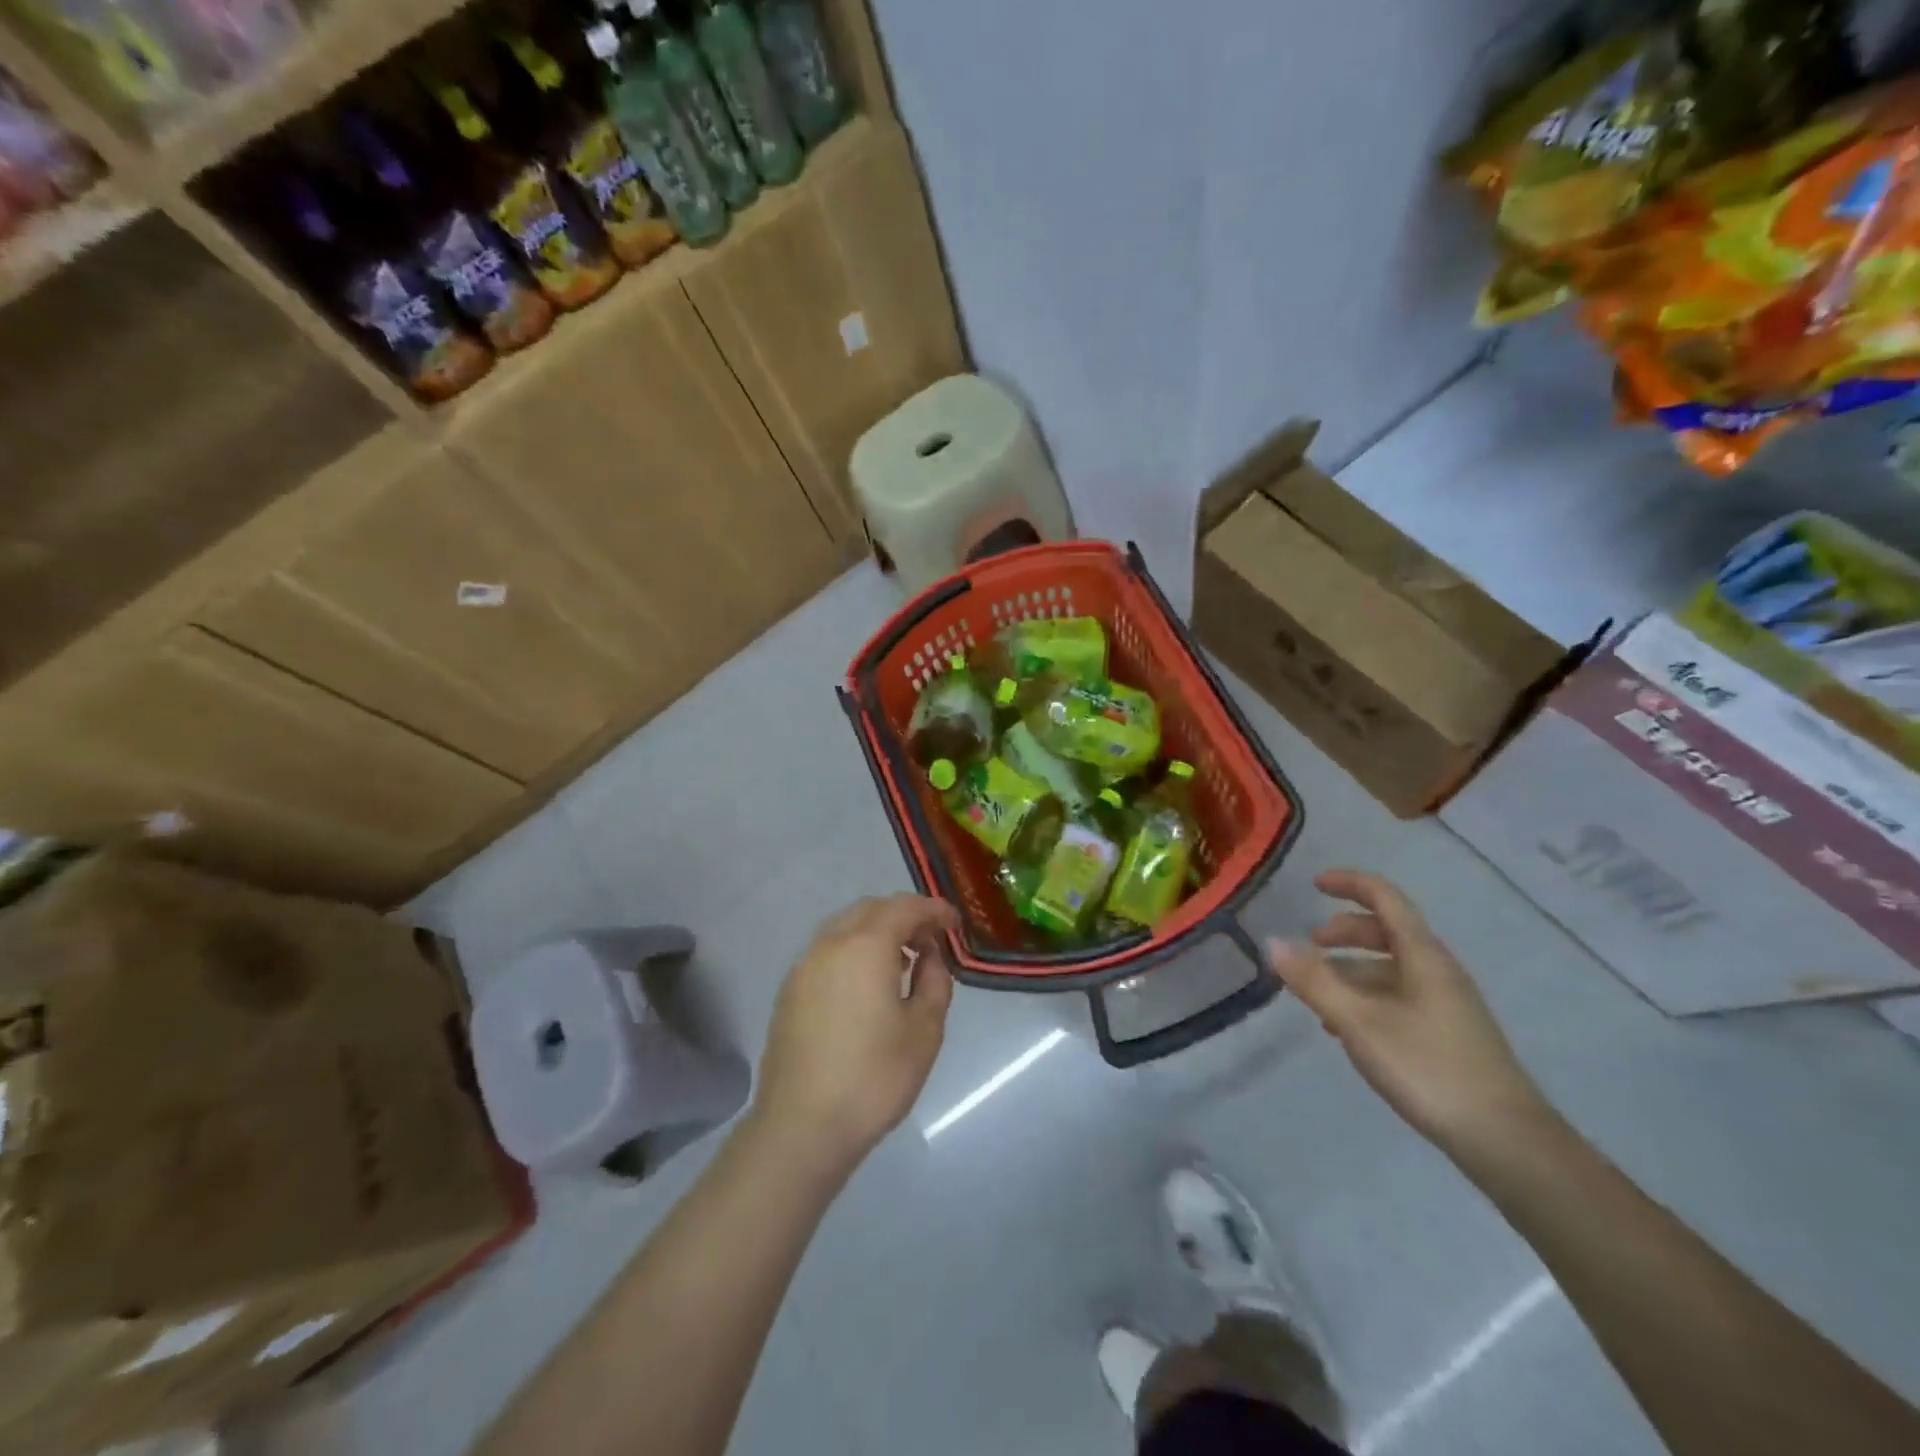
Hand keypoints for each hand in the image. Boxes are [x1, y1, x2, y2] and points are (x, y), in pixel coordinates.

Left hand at [753, 894, 958, 1176]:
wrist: (801, 1128)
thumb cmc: (873, 1078)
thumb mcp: (924, 1031)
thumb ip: (935, 982)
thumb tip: (929, 957)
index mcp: (866, 946)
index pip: (905, 908)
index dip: (934, 910)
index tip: (955, 925)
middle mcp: (830, 944)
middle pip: (871, 909)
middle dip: (904, 916)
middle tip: (931, 940)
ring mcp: (804, 966)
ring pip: (845, 927)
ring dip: (877, 931)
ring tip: (902, 961)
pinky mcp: (790, 991)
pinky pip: (828, 951)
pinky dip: (853, 950)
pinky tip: (868, 985)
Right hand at [1268, 870, 1550, 1159]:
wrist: (1506, 1141)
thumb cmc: (1428, 1068)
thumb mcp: (1359, 1023)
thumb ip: (1314, 981)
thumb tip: (1273, 941)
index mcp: (1423, 956)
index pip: (1386, 898)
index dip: (1350, 883)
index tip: (1314, 884)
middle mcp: (1438, 970)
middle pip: (1388, 932)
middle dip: (1345, 931)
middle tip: (1310, 945)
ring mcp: (1447, 1003)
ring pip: (1391, 967)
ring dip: (1351, 968)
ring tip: (1317, 993)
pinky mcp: (1448, 1033)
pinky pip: (1399, 995)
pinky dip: (1366, 996)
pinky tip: (1346, 1028)